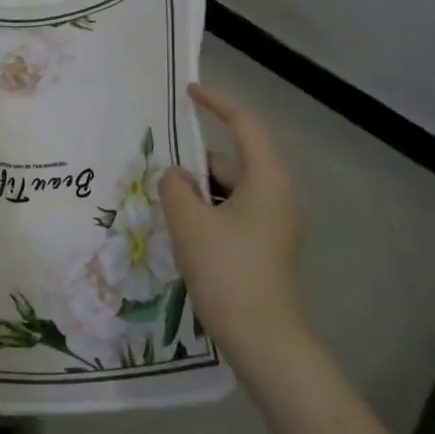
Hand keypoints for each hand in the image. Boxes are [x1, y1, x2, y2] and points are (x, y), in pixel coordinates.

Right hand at [159, 82, 304, 357]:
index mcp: (267, 180)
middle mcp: (277, 196)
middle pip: (231, 164)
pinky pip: (232, 216)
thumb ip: (175, 188)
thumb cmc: (228, 273)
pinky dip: (207, 217)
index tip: (189, 92)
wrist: (264, 341)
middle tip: (157, 182)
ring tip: (165, 214)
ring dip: (198, 197)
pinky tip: (184, 239)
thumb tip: (175, 177)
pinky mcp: (266, 249)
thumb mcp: (190, 224)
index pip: (245, 125)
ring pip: (228, 193)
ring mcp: (274, 225)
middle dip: (194, 168)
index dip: (218, 103)